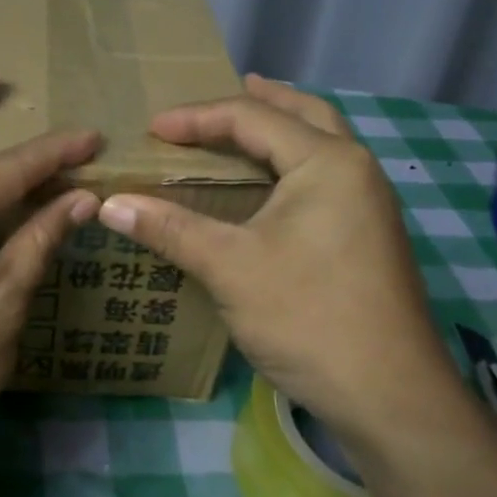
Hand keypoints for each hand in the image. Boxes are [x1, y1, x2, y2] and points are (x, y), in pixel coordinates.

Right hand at [97, 75, 460, 456]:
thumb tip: (107, 204)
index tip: (151, 129)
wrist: (389, 395)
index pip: (252, 118)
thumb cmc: (307, 316)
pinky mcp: (369, 237)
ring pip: (322, 146)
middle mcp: (357, 170)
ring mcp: (370, 206)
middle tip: (217, 100)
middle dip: (259, 102)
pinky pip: (326, 179)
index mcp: (328, 162)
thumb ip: (170, 228)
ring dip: (282, 131)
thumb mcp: (229, 267)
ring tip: (243, 131)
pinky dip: (292, 166)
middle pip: (305, 115)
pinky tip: (269, 190)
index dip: (196, 118)